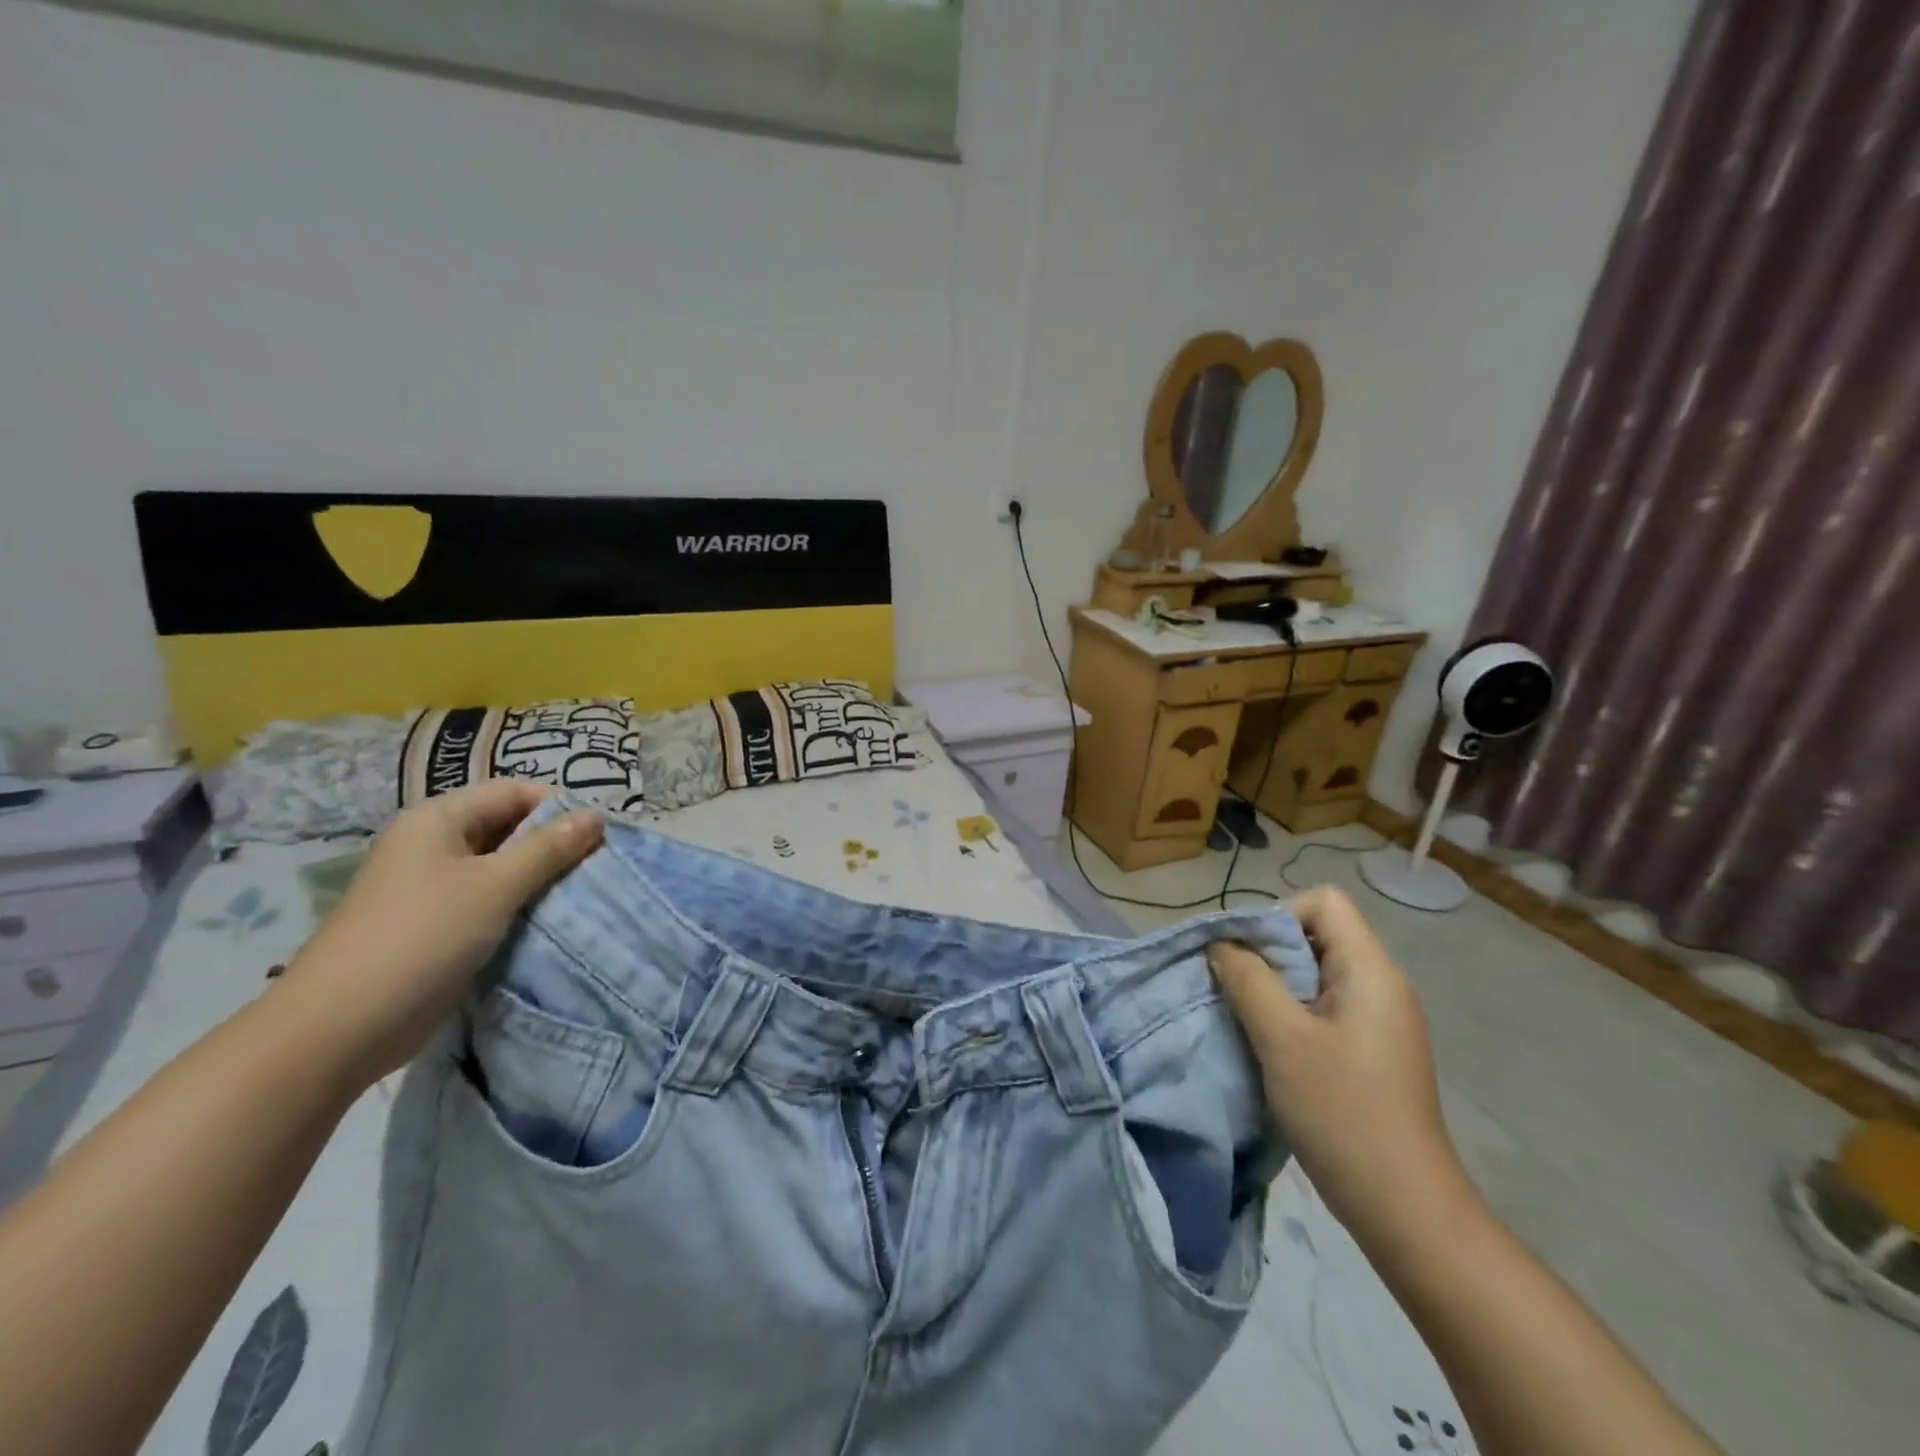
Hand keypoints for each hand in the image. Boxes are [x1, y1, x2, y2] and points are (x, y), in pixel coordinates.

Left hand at [279, 782, 603, 1086]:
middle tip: (599, 863)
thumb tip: (596, 815)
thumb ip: (549, 848)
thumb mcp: (496, 885)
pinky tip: (550, 920)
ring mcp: (430, 888)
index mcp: (437, 820)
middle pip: (506, 827)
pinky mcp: (435, 927)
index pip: (512, 792)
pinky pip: (489, 901)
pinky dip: (520, 906)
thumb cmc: (422, 937)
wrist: (340, 1027)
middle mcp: (432, 846)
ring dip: (540, 877)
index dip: (557, 805)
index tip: (601, 833)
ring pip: (500, 868)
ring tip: (583, 891)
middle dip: (553, 843)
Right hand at [1208, 886, 1474, 1249]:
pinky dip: (1288, 1012)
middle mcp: (1381, 985)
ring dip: (1274, 985)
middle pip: (1317, 934)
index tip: (1247, 957)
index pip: (1323, 902)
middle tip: (1235, 987)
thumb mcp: (1282, 1039)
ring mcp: (1378, 1019)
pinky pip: (1321, 1006)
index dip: (1278, 915)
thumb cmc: (1344, 1114)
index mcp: (1371, 971)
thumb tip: (1220, 944)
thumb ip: (1247, 979)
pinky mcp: (1369, 1049)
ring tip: (1246, 1017)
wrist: (1406, 1210)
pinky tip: (1269, 1045)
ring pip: (1314, 972)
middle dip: (1268, 952)